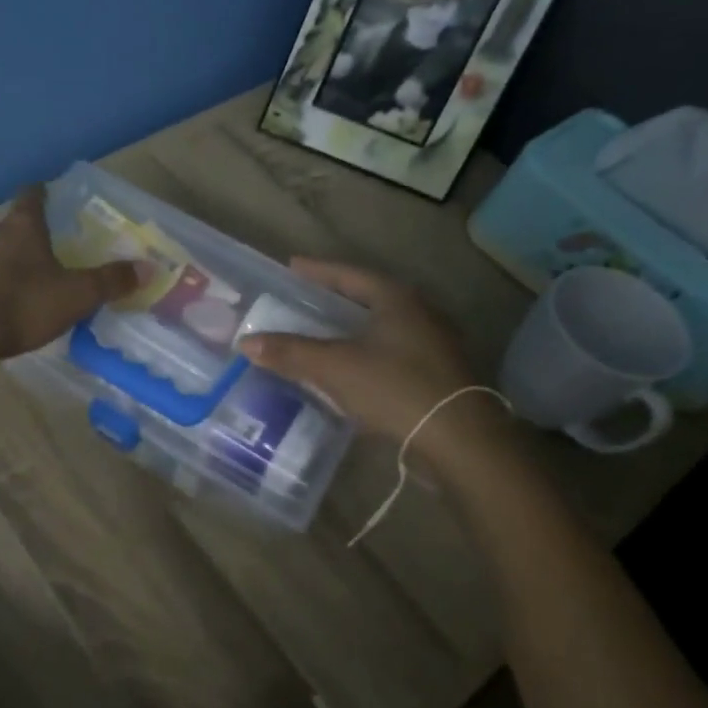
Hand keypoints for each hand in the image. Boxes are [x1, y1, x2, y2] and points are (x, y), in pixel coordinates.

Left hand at [0, 185, 141, 361]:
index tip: (46, 194)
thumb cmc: (24, 305)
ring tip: (14, 281)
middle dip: (22, 236)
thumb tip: (148, 268)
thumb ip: (110, 281)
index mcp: (22, 227)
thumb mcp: (77, 296)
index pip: (31, 196)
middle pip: (7, 225)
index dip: (41, 194)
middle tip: (39, 252)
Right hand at [239, 259, 512, 476]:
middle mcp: (419, 313)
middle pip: (367, 298)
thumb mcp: (334, 367)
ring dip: (349, 329)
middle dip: (333, 299)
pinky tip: (347, 369)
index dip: (317, 270)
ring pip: (380, 328)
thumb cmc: (396, 388)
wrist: (461, 441)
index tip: (291, 266)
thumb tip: (246, 342)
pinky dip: (363, 353)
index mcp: (396, 299)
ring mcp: (432, 345)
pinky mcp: (436, 375)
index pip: (349, 274)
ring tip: (319, 333)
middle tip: (301, 300)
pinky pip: (390, 353)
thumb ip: (290, 353)